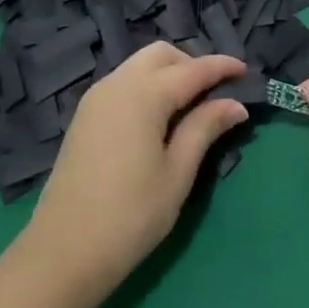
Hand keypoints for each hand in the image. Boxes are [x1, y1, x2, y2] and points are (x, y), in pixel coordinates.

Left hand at [24, 44, 247, 301]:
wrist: (62, 253)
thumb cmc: (130, 215)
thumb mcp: (177, 173)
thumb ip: (204, 129)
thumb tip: (234, 103)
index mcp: (144, 94)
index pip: (192, 69)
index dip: (221, 67)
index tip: (245, 70)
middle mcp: (118, 83)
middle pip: (161, 55)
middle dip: (191, 64)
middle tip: (214, 93)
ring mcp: (96, 98)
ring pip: (139, 65)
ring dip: (168, 74)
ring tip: (190, 107)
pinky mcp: (84, 116)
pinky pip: (123, 83)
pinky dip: (147, 86)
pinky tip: (159, 118)